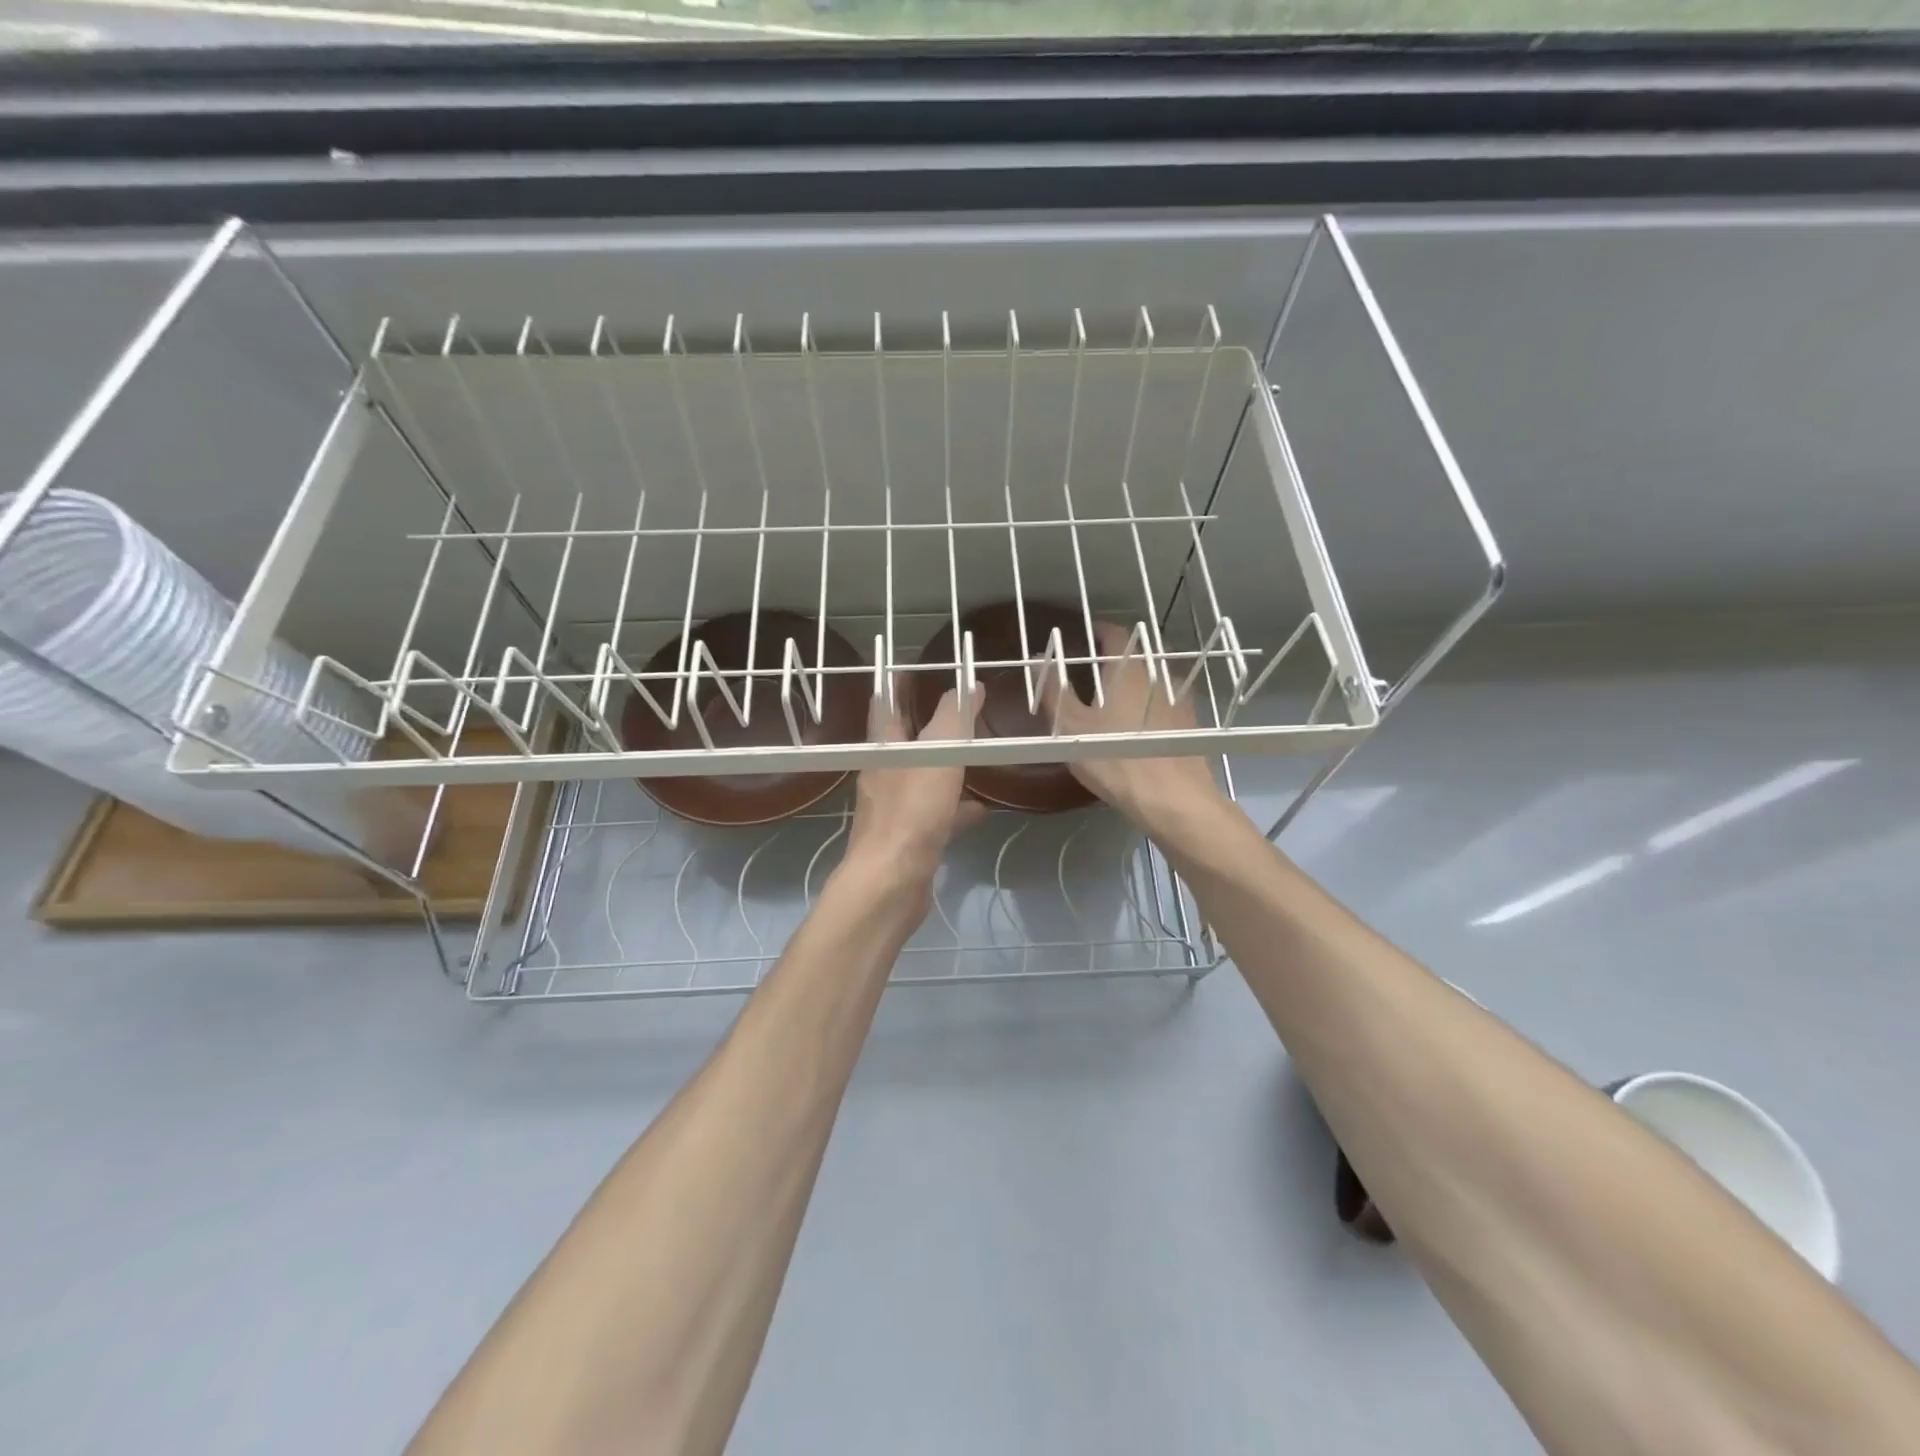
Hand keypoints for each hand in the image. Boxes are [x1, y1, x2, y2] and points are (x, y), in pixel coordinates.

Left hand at [844, 683, 987, 890]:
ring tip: (979, 756)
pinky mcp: (910, 839)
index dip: (899, 683)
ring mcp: (895, 809)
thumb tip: (969, 685)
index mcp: (884, 747)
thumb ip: (954, 717)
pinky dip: (958, 808)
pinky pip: (937, 814)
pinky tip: (983, 808)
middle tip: (963, 711)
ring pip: (925, 778)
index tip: (919, 668)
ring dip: (947, 767)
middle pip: (908, 741)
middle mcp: (884, 774)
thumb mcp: (938, 753)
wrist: (892, 883)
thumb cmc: (912, 811)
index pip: (886, 703)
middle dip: (931, 725)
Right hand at [1042, 621, 1226, 836]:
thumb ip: (1053, 690)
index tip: (1084, 636)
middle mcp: (1158, 673)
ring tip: (1117, 699)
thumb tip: (1041, 657)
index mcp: (1127, 667)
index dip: (1097, 630)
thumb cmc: (1115, 758)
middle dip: (1116, 657)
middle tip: (1094, 671)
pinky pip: (1168, 700)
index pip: (1113, 632)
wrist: (1174, 799)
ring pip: (1155, 677)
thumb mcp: (1071, 727)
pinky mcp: (1192, 722)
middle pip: (1137, 653)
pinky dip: (1153, 702)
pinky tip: (1141, 725)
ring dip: (1137, 680)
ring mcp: (1180, 697)